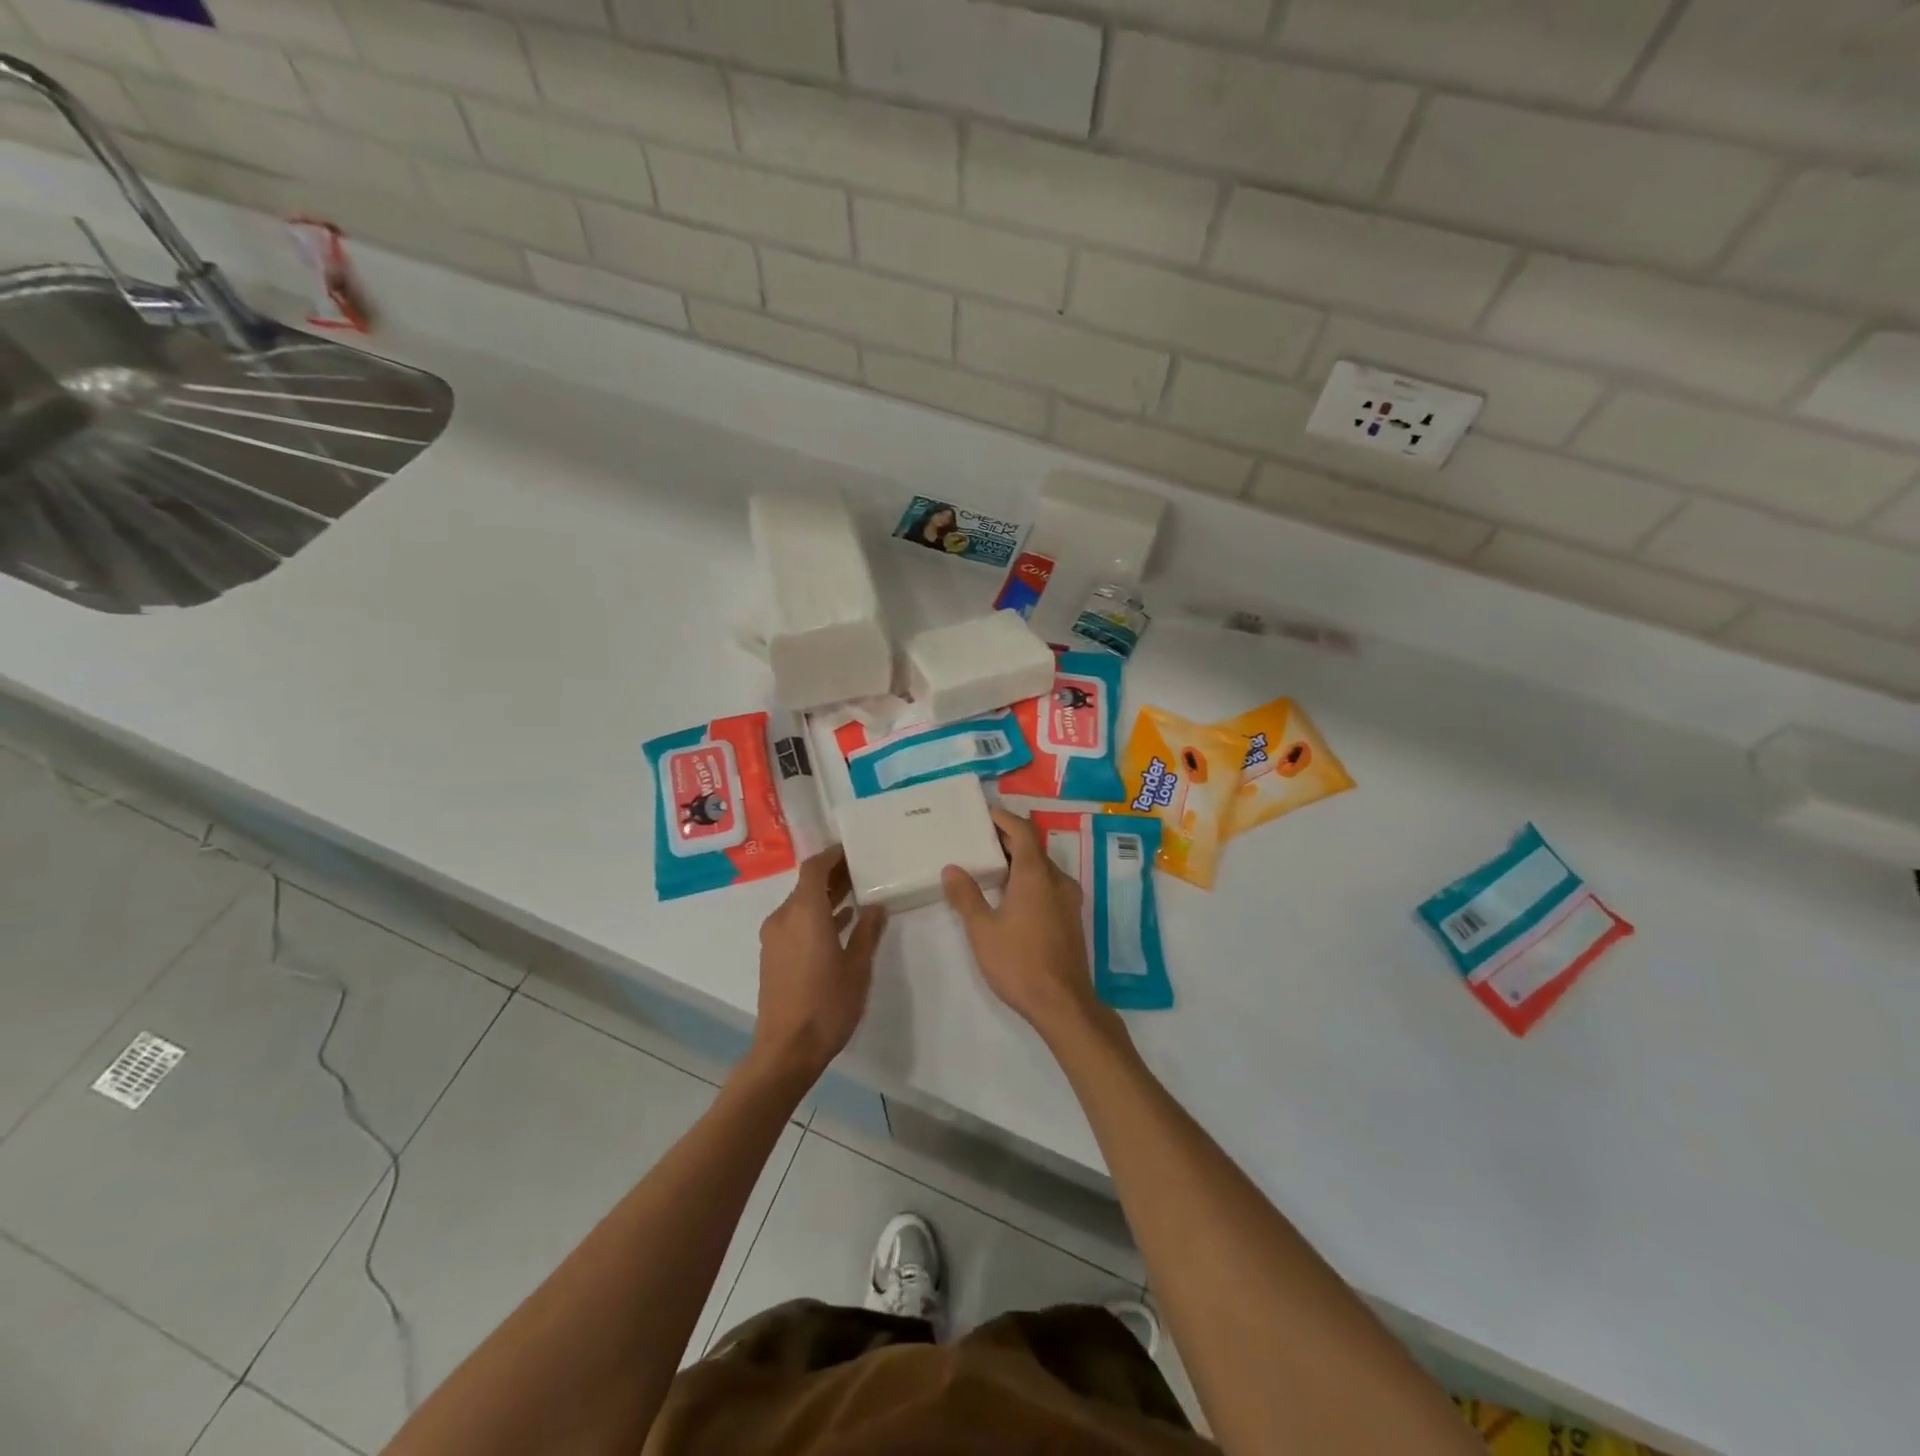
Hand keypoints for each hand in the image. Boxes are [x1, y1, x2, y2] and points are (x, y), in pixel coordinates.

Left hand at [751, 848, 886, 1080]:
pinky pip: (795, 923)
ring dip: (824, 897)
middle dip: (832, 875)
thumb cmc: (827, 1004)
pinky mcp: (773, 956)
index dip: (832, 856)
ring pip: (800, 905)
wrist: (787, 1050)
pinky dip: (815, 916)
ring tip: (857, 895)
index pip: (814, 868)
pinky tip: (840, 925)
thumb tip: (876, 907)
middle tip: (862, 870)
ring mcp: (775, 938)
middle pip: (806, 884)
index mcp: (804, 913)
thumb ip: (867, 931)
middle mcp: (784, 918)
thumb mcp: (857, 967)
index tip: (853, 850)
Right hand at [942, 808, 1108, 1043]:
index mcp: (1036, 874)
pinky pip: (1048, 884)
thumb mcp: (982, 930)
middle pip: (1033, 846)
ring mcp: (1069, 899)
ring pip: (1042, 867)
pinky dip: (1029, 878)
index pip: (1021, 831)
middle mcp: (1057, 879)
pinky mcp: (1071, 917)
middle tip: (977, 838)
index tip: (982, 813)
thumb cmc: (1019, 963)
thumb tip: (952, 868)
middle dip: (1007, 838)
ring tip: (988, 864)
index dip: (1002, 818)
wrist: (1063, 1004)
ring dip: (1018, 859)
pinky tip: (1009, 894)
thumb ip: (966, 896)